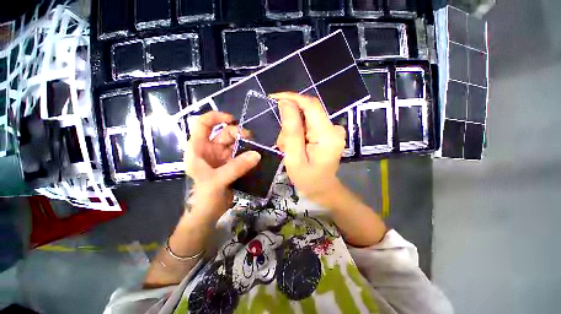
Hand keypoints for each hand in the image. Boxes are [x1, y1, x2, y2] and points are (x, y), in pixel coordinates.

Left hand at [184, 111, 259, 220]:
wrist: (208, 213)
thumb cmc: (203, 196)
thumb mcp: (217, 180)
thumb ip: (236, 167)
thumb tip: (257, 154)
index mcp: (199, 148)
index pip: (202, 124)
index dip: (216, 117)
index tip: (232, 120)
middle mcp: (210, 149)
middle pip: (225, 132)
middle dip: (238, 133)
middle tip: (251, 140)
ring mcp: (222, 157)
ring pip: (235, 143)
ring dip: (246, 144)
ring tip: (256, 149)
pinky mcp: (231, 165)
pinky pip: (242, 154)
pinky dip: (249, 154)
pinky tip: (256, 156)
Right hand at [272, 92, 346, 207]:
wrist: (322, 189)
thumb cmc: (307, 179)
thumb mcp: (294, 158)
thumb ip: (291, 131)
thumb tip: (285, 103)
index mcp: (327, 135)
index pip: (311, 105)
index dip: (292, 98)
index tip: (273, 98)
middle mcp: (333, 128)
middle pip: (307, 112)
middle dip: (290, 124)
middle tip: (283, 144)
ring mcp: (332, 130)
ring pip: (306, 118)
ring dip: (293, 131)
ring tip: (289, 149)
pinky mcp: (328, 132)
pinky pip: (309, 124)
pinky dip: (298, 133)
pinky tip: (296, 147)